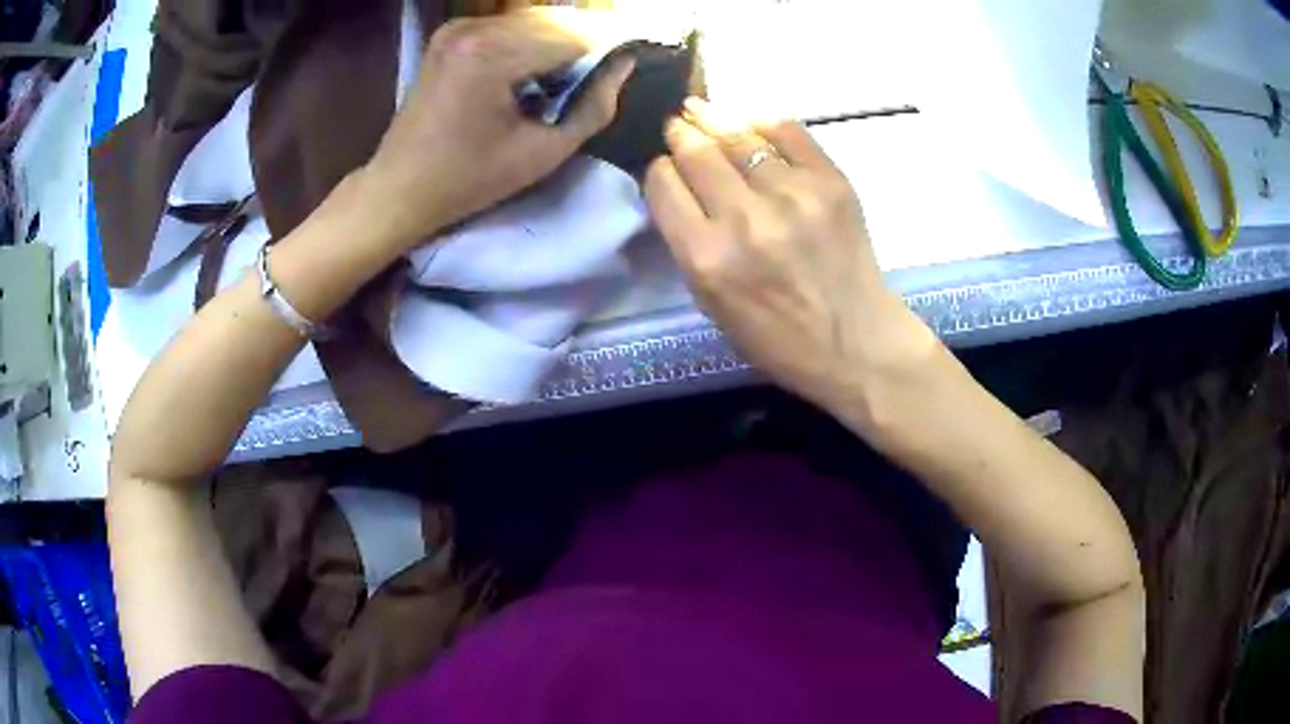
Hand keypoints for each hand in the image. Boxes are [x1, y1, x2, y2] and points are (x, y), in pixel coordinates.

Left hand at [363, 9, 632, 246]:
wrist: (399, 188)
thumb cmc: (468, 181)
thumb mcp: (541, 153)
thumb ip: (592, 108)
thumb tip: (624, 68)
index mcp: (492, 56)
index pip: (575, 37)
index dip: (610, 50)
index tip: (634, 64)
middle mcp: (474, 28)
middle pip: (556, 21)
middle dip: (589, 42)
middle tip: (610, 70)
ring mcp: (459, 27)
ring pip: (535, 20)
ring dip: (563, 40)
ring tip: (578, 73)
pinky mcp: (452, 33)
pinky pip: (509, 25)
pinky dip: (534, 40)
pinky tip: (540, 68)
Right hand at [645, 100, 938, 414]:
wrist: (856, 344)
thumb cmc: (778, 338)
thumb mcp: (711, 303)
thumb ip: (688, 241)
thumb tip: (677, 182)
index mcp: (707, 259)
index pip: (663, 184)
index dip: (660, 169)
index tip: (667, 166)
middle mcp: (745, 220)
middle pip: (696, 151)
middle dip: (681, 132)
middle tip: (678, 121)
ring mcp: (793, 196)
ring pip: (738, 134)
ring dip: (714, 118)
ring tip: (702, 109)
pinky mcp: (831, 182)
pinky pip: (787, 130)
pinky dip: (762, 121)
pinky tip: (751, 121)